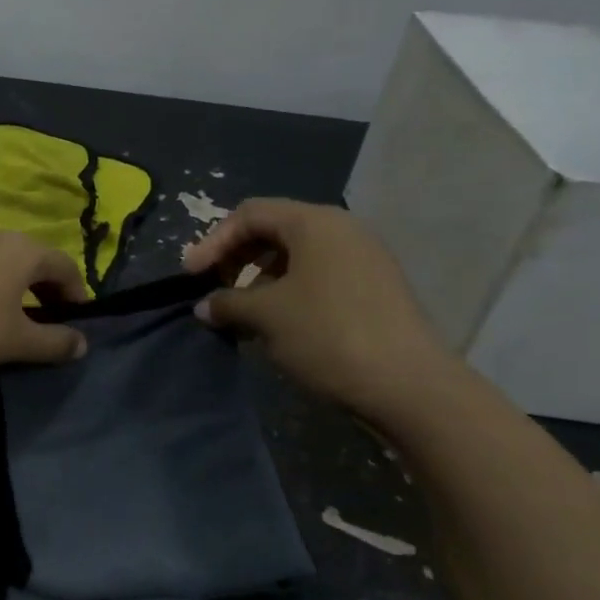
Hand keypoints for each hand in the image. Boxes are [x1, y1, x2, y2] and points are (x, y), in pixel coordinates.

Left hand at [0, 230, 89, 374]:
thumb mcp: (16, 341)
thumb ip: (54, 342)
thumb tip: (82, 344)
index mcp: (23, 250)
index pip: (65, 266)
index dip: (77, 295)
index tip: (77, 324)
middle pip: (34, 260)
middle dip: (46, 290)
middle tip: (49, 323)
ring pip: (3, 261)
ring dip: (16, 287)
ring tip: (14, 319)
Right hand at [183, 198, 454, 422]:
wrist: (409, 386)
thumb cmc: (328, 335)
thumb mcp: (266, 316)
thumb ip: (227, 303)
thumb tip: (205, 306)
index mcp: (315, 223)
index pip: (250, 214)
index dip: (213, 241)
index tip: (191, 275)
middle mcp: (342, 230)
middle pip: (274, 230)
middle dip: (237, 257)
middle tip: (213, 288)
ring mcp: (363, 259)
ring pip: (297, 256)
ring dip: (260, 279)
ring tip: (242, 312)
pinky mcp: (374, 289)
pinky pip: (319, 277)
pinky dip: (288, 292)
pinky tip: (276, 324)